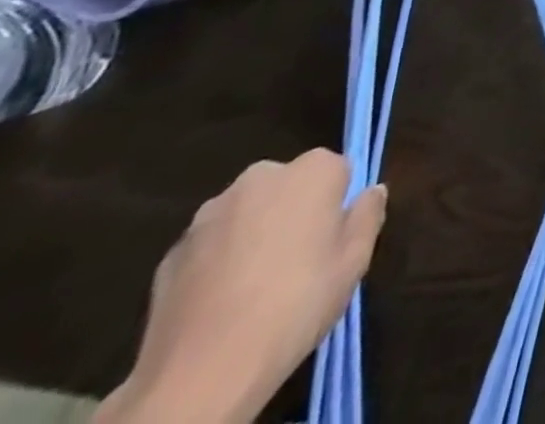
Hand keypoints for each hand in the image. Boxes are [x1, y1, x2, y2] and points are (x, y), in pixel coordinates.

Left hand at [98, 149, 385, 423]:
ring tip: (254, 287)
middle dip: (293, 212)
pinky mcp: (172, 251)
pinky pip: (210, 245)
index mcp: (314, 170)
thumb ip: (367, 216)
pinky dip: (217, 262)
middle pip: (288, 186)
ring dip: (253, 234)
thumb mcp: (354, 262)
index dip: (337, 204)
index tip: (332, 240)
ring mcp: (211, 212)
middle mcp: (262, 176)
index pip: (338, 171)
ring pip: (246, 213)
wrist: (200, 374)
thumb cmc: (295, 305)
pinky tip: (220, 303)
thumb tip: (372, 192)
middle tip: (297, 261)